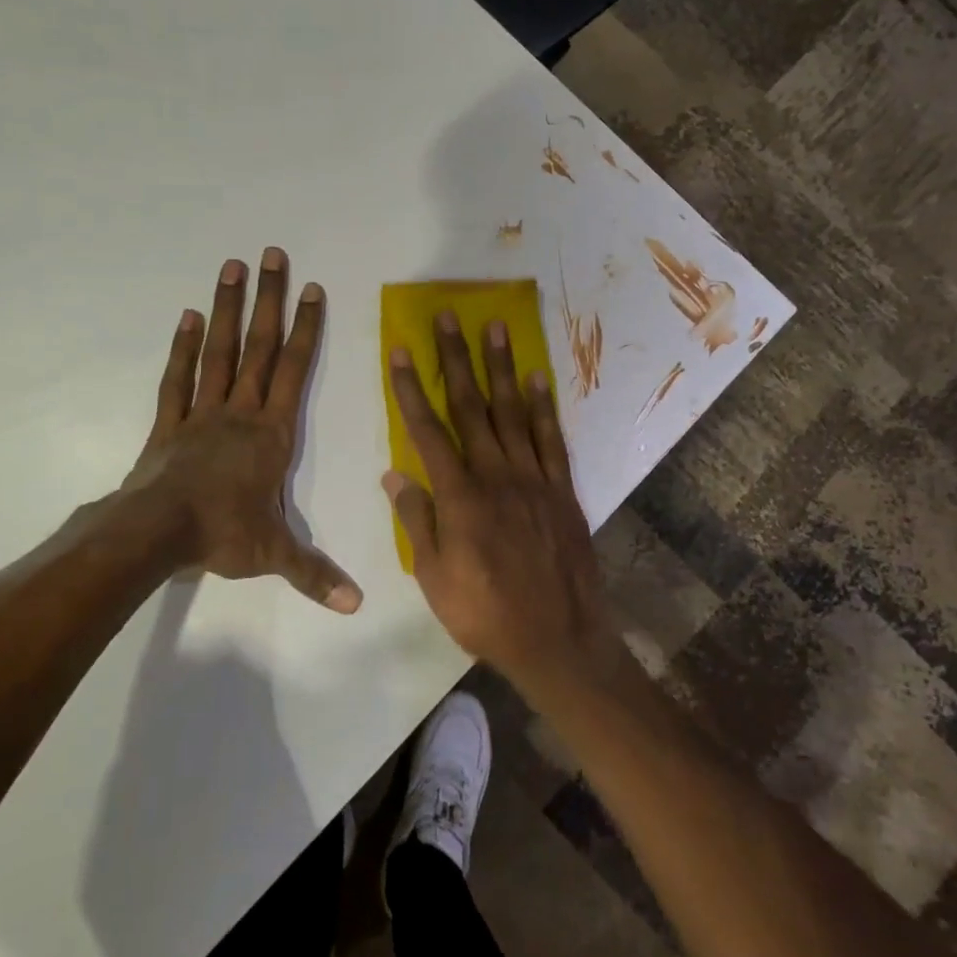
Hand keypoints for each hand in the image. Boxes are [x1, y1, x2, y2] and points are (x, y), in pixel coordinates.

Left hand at [123, 249, 361, 611]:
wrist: (156, 533)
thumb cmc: (221, 534)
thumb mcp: (274, 556)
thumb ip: (315, 574)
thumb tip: (356, 605)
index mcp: (271, 434)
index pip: (296, 372)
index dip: (307, 330)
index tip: (313, 289)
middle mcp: (241, 411)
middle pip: (260, 347)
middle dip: (270, 300)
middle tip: (273, 254)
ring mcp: (202, 412)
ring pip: (221, 351)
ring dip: (229, 309)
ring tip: (233, 266)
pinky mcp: (170, 422)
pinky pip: (178, 378)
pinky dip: (185, 347)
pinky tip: (190, 316)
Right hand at [384, 313, 616, 691]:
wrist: (557, 639)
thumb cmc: (485, 614)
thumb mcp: (434, 578)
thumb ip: (417, 521)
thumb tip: (395, 474)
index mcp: (460, 497)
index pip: (427, 431)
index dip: (411, 389)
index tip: (401, 351)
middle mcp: (496, 475)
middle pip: (471, 406)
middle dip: (456, 358)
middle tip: (447, 317)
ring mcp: (534, 479)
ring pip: (513, 412)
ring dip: (501, 367)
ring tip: (495, 327)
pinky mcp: (561, 490)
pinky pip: (551, 439)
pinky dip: (543, 406)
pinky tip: (536, 378)